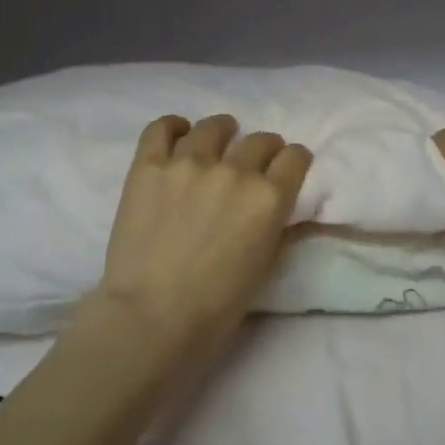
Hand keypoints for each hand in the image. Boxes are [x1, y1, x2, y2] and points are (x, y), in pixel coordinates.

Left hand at [90, 115, 312, 358]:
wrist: (152, 318)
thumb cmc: (217, 307)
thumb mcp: (266, 266)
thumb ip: (276, 226)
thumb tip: (277, 206)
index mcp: (269, 198)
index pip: (295, 157)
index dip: (294, 161)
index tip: (287, 169)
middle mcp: (234, 170)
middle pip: (260, 140)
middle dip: (263, 149)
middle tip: (252, 164)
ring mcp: (189, 162)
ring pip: (214, 127)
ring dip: (222, 133)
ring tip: (215, 142)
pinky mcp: (149, 165)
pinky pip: (162, 128)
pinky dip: (174, 127)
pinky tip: (178, 134)